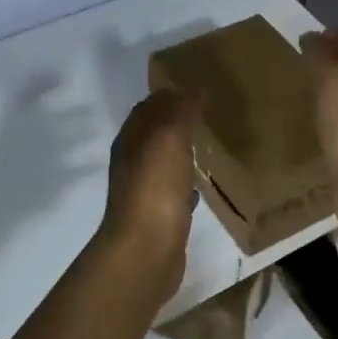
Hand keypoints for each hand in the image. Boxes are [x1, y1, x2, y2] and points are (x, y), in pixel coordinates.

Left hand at [97, 89, 201, 299]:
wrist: (146, 250)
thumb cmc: (155, 188)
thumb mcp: (169, 139)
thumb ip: (181, 112)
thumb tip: (194, 88)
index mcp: (130, 141)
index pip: (147, 108)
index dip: (168, 96)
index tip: (196, 88)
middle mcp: (132, 163)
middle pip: (153, 134)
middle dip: (175, 122)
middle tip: (207, 114)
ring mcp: (144, 192)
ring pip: (163, 163)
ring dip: (181, 152)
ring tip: (207, 144)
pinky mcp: (159, 217)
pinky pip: (173, 191)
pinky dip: (186, 183)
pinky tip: (202, 185)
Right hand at [300, 31, 337, 199]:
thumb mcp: (335, 72)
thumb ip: (322, 50)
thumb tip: (311, 38)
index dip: (333, 34)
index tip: (301, 40)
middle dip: (330, 64)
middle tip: (295, 67)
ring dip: (328, 95)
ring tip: (296, 95)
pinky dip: (327, 123)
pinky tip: (307, 128)